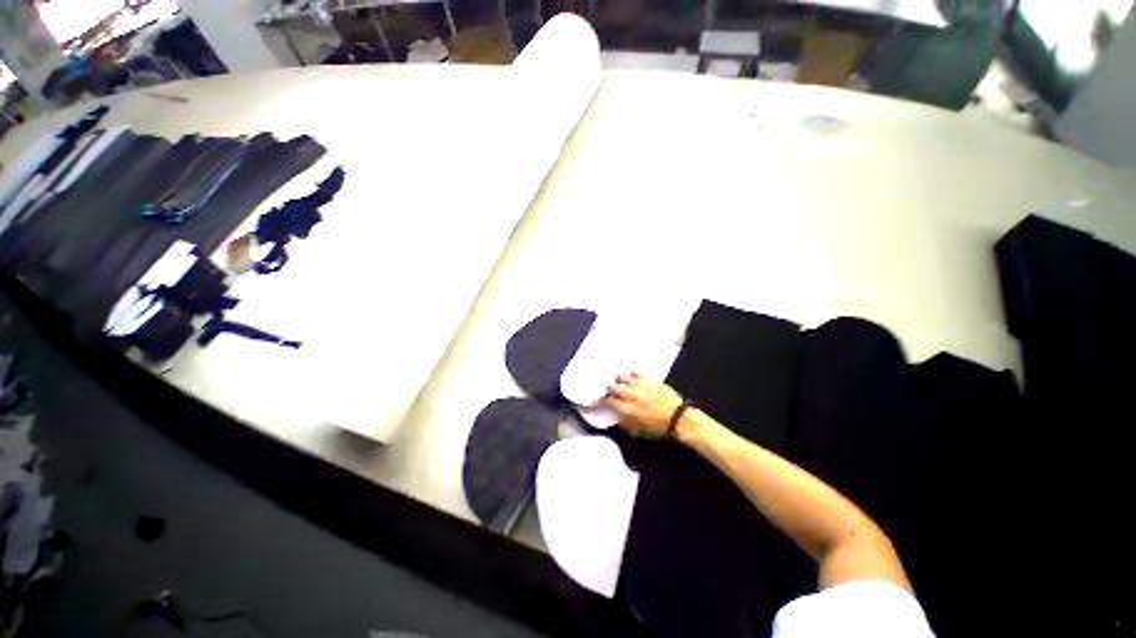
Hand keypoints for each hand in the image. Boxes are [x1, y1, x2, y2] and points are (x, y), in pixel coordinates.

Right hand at [605, 372, 682, 436]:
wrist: (678, 418)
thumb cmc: (659, 428)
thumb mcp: (639, 431)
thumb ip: (625, 424)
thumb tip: (617, 417)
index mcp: (628, 409)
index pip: (610, 401)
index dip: (603, 399)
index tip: (602, 400)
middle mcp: (632, 396)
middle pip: (614, 387)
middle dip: (609, 388)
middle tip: (609, 390)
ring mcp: (641, 386)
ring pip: (623, 377)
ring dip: (619, 380)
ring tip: (619, 382)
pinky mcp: (649, 380)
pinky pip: (636, 372)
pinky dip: (632, 374)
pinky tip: (632, 377)